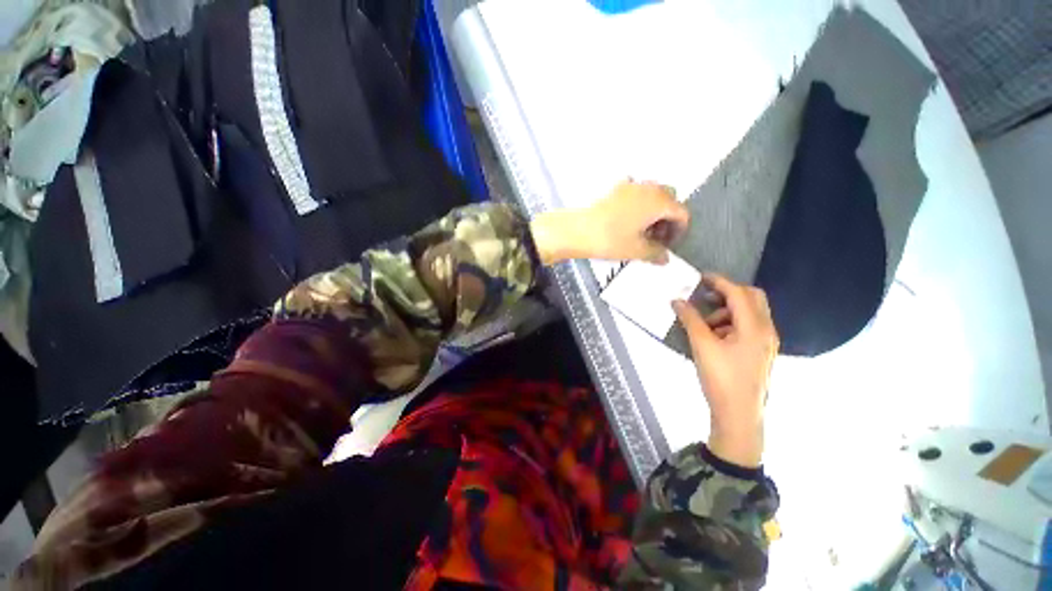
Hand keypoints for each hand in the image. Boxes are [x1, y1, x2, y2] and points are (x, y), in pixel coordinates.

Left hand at [531, 180, 688, 264]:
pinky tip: (627, 221)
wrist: (578, 230)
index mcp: (659, 201)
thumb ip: (656, 253)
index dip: (680, 230)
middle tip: (656, 238)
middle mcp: (648, 188)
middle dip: (667, 218)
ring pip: (652, 195)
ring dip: (653, 211)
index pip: (682, 213)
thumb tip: (665, 258)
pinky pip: (635, 194)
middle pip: (669, 199)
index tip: (669, 245)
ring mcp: (630, 185)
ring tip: (641, 231)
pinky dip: (638, 205)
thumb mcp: (637, 250)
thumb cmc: (611, 240)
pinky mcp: (614, 189)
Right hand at [672, 274, 778, 467]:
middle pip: (751, 298)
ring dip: (727, 310)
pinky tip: (714, 337)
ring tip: (705, 324)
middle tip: (705, 297)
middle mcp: (766, 330)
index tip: (700, 277)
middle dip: (727, 294)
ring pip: (749, 313)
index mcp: (754, 327)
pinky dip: (731, 323)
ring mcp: (766, 342)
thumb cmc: (721, 378)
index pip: (739, 293)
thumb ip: (690, 319)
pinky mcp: (760, 352)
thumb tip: (677, 300)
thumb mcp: (702, 345)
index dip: (719, 282)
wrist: (739, 414)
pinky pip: (748, 327)